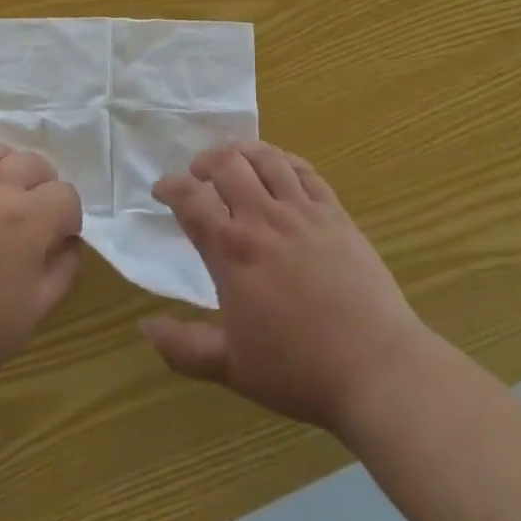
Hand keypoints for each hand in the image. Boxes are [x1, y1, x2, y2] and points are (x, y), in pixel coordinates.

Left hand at [0, 143, 82, 407]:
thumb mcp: (30, 316)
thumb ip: (62, 272)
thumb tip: (70, 243)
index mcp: (30, 219)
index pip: (67, 195)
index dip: (67, 219)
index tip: (55, 242)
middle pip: (36, 164)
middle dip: (41, 189)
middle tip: (27, 222)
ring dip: (6, 171)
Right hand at [141, 142, 433, 434]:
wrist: (376, 367)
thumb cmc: (299, 369)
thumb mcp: (232, 367)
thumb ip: (183, 347)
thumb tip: (144, 326)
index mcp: (233, 251)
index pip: (191, 199)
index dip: (170, 186)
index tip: (162, 190)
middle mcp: (264, 218)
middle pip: (226, 164)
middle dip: (204, 161)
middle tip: (198, 175)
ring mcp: (303, 211)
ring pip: (265, 158)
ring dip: (242, 152)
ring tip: (233, 162)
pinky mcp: (335, 212)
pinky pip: (305, 170)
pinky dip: (283, 159)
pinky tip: (278, 167)